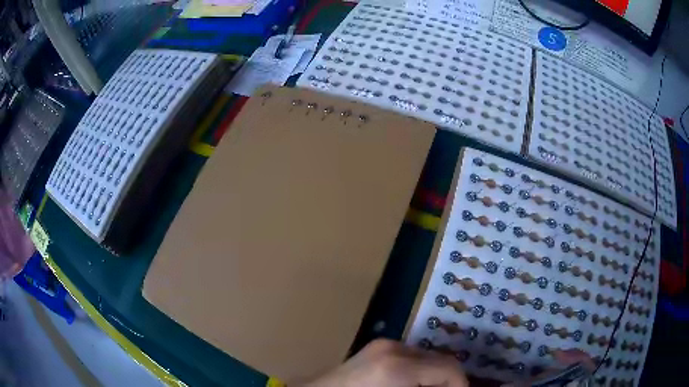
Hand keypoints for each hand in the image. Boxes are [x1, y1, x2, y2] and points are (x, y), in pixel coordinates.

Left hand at [299, 339, 468, 386]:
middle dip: (448, 382)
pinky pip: (411, 358)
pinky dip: (419, 372)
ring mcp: (383, 345)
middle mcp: (394, 348)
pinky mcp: (376, 348)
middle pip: (441, 361)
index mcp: (398, 366)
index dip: (462, 386)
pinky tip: (412, 385)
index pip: (450, 369)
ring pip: (427, 358)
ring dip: (434, 377)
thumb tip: (456, 386)